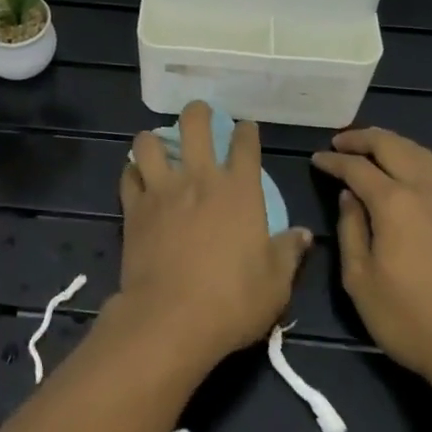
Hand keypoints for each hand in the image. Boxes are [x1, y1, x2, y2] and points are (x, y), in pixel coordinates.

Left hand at [110, 101, 311, 373]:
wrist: (170, 319)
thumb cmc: (232, 302)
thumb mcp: (275, 284)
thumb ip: (288, 254)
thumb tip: (303, 235)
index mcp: (239, 190)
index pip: (244, 143)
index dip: (246, 131)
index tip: (246, 129)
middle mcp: (200, 179)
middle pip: (194, 124)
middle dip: (198, 113)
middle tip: (199, 115)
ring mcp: (162, 190)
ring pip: (150, 142)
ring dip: (154, 139)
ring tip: (158, 145)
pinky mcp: (134, 208)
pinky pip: (128, 176)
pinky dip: (132, 173)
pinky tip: (137, 179)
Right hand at [312, 127, 431, 388]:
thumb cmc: (408, 318)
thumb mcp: (360, 279)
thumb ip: (351, 229)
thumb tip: (349, 197)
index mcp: (395, 202)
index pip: (357, 167)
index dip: (333, 161)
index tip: (317, 158)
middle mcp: (425, 191)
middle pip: (392, 146)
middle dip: (363, 138)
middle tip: (341, 142)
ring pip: (420, 154)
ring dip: (392, 144)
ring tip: (372, 148)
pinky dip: (414, 162)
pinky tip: (405, 177)